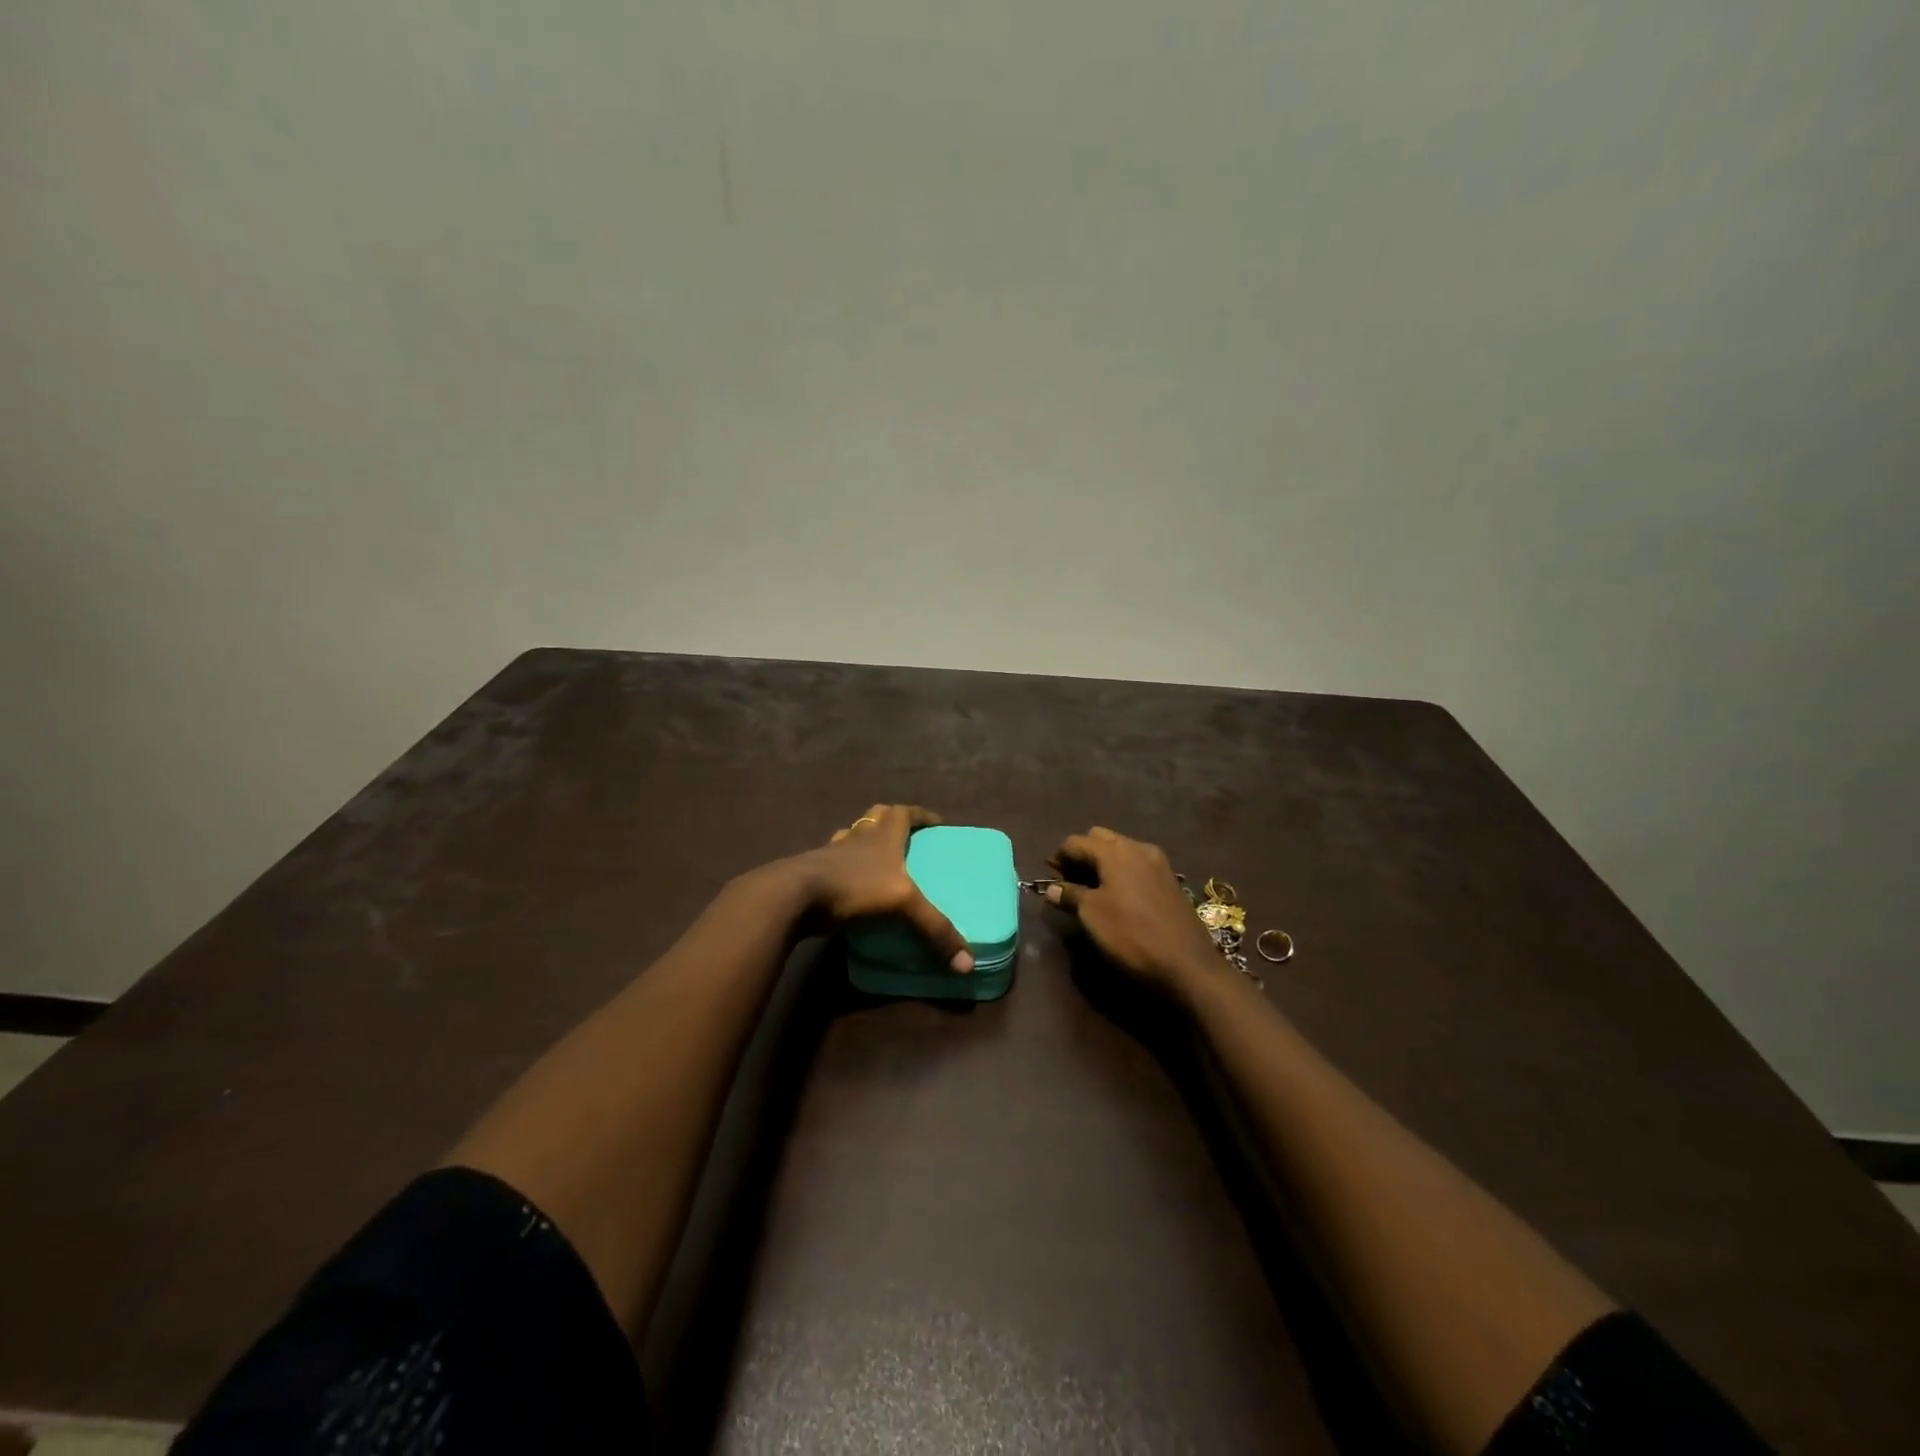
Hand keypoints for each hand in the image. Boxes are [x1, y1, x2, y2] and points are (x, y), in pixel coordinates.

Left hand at [800, 804, 973, 971]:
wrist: (794, 895)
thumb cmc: (854, 886)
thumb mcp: (903, 904)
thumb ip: (935, 929)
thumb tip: (967, 964)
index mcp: (882, 835)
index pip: (904, 812)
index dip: (921, 815)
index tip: (937, 822)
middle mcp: (857, 837)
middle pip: (876, 817)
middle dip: (892, 822)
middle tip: (907, 838)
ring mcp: (832, 853)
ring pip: (851, 837)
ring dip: (865, 842)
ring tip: (880, 861)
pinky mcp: (813, 873)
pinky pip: (834, 863)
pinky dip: (846, 869)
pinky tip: (851, 887)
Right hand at [1045, 826, 1222, 1000]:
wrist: (1187, 963)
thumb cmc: (1130, 934)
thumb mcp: (1092, 915)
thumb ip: (1070, 895)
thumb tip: (1051, 888)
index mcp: (1114, 851)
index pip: (1076, 842)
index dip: (1059, 858)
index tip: (1050, 879)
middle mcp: (1137, 847)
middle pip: (1100, 839)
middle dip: (1082, 855)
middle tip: (1071, 882)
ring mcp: (1157, 862)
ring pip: (1121, 850)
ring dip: (1103, 863)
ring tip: (1093, 891)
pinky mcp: (1169, 880)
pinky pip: (1137, 865)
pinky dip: (1122, 873)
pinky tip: (1119, 897)